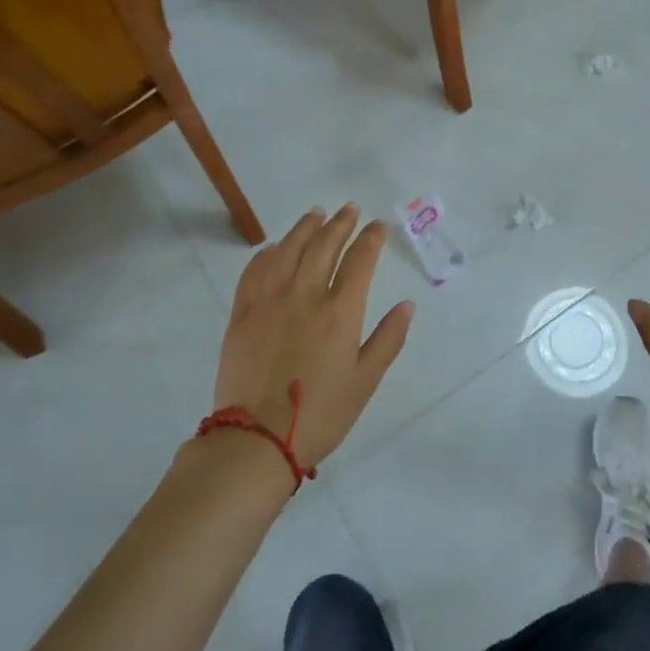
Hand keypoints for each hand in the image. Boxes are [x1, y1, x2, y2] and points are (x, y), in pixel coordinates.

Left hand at [212, 204, 413, 473]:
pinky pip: (254, 271)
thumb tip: (407, 305)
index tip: (378, 226)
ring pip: (288, 250)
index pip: (360, 260)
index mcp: (340, 312)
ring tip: (316, 214)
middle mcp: (305, 295)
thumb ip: (388, 339)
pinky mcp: (242, 314)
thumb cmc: (320, 414)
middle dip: (340, 223)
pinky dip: (267, 253)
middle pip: (324, 246)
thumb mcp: (366, 381)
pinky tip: (274, 247)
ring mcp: (269, 301)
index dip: (371, 239)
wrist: (256, 440)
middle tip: (350, 209)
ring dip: (305, 228)